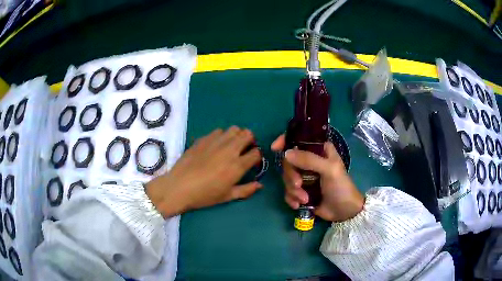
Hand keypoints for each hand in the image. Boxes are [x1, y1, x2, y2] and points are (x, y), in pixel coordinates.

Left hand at [146, 127, 262, 217]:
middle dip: (250, 141)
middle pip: (248, 134)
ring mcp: (216, 142)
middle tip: (244, 150)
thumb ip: (246, 190)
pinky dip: (222, 136)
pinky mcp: (204, 139)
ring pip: (234, 129)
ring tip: (232, 145)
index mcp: (237, 165)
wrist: (179, 187)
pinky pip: (219, 131)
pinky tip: (216, 145)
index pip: (256, 152)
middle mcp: (229, 149)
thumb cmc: (205, 195)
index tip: (253, 161)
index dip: (258, 156)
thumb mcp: (227, 196)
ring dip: (237, 135)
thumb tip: (260, 185)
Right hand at [271, 134, 363, 221]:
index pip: (299, 138)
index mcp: (319, 150)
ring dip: (293, 190)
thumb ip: (309, 160)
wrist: (344, 211)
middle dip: (291, 175)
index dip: (285, 140)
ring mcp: (304, 176)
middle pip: (288, 161)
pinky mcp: (301, 191)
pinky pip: (288, 191)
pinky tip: (299, 205)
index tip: (275, 148)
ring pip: (286, 178)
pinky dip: (291, 198)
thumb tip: (286, 154)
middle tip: (298, 185)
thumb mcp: (329, 170)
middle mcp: (309, 161)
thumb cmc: (341, 187)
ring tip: (305, 199)